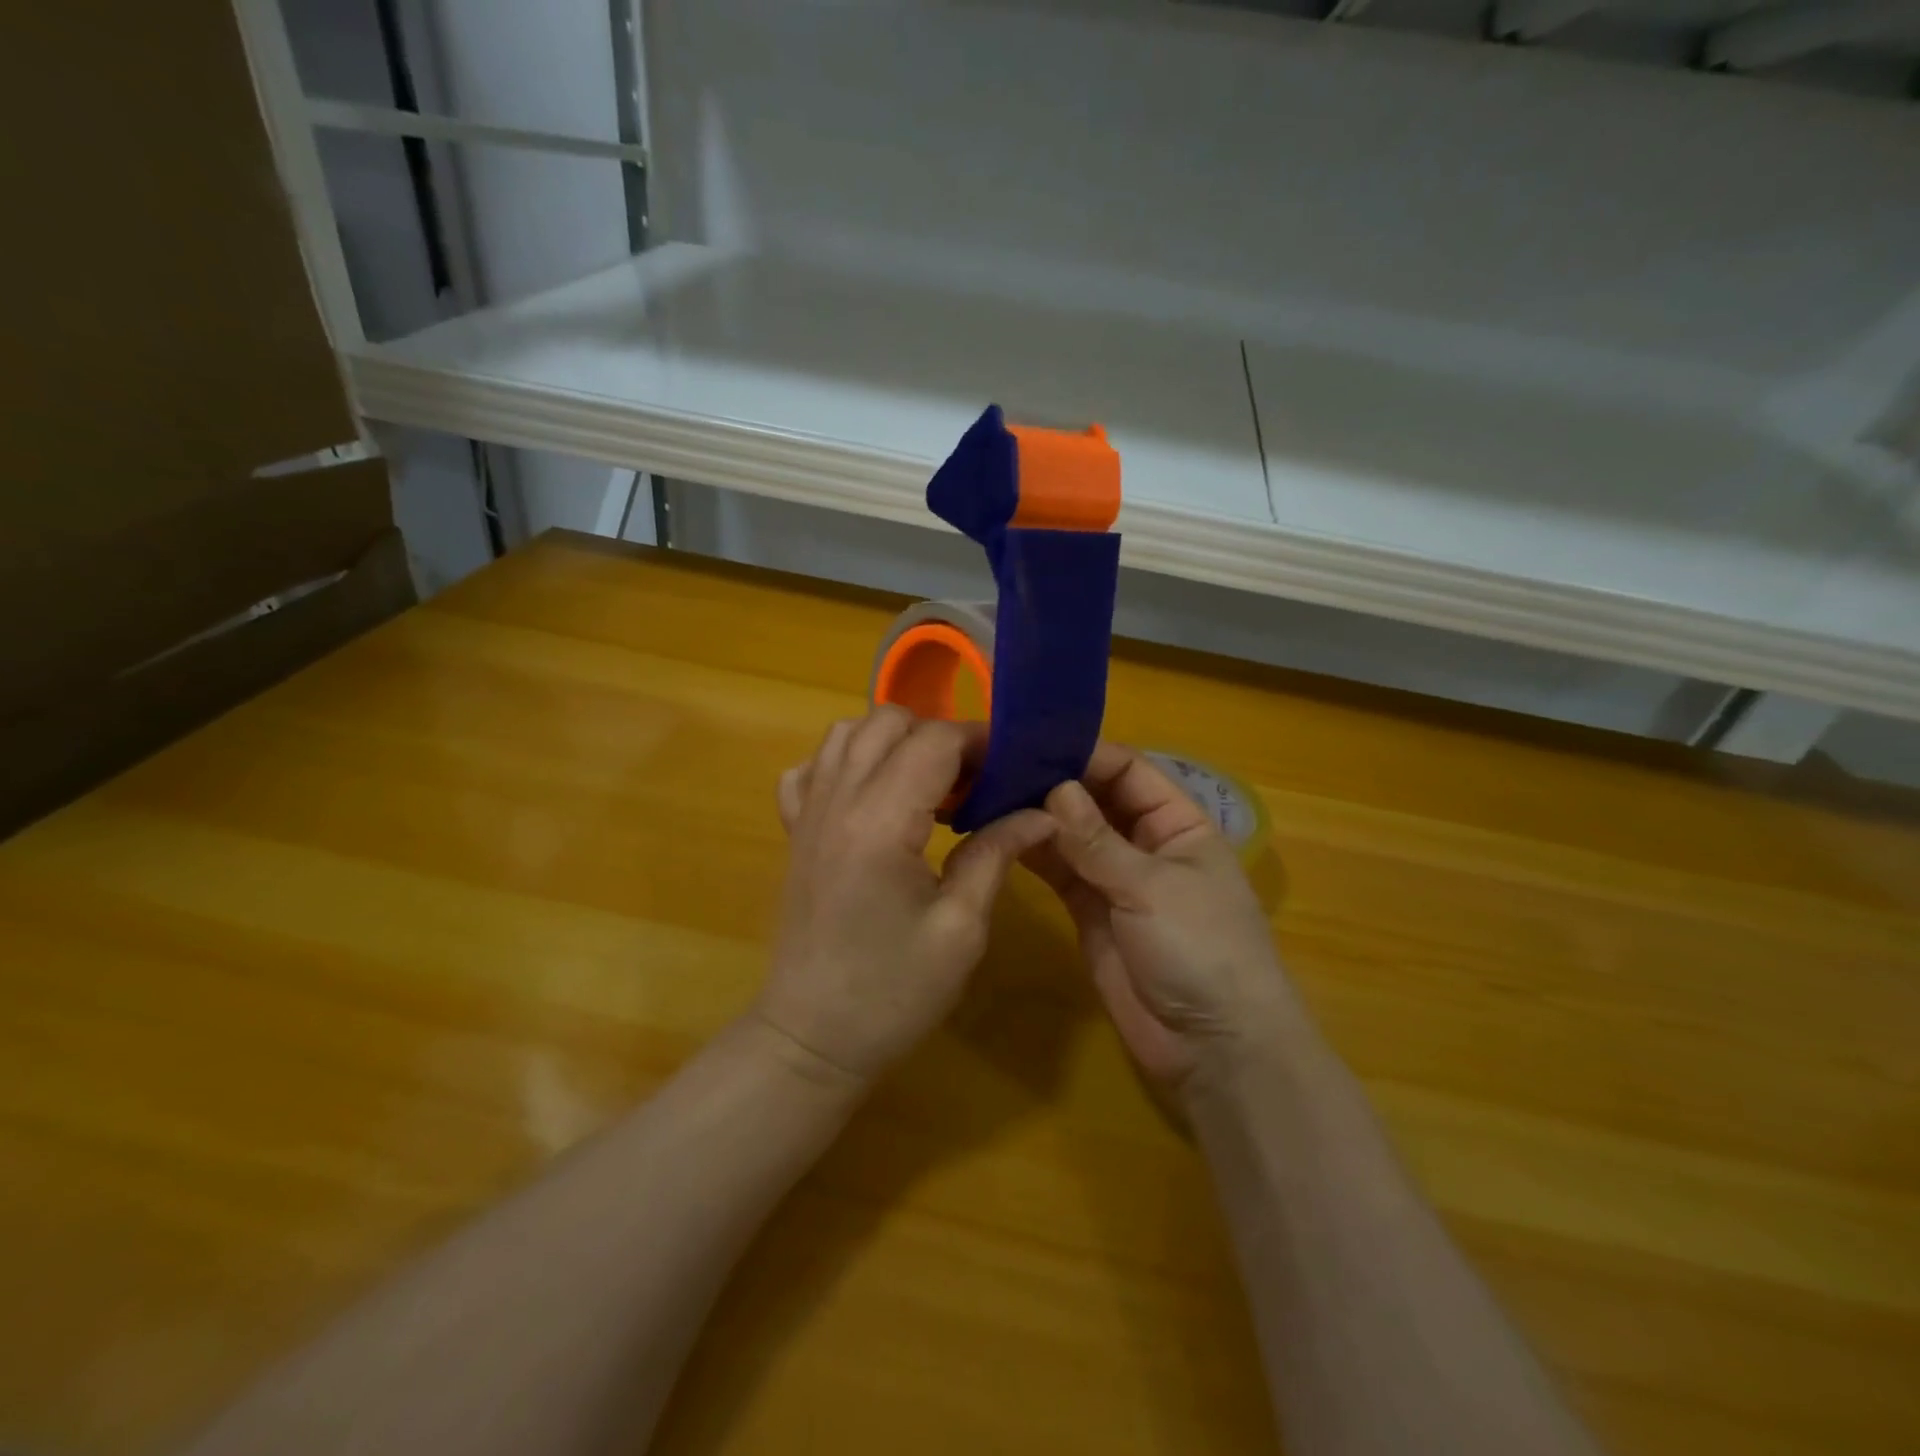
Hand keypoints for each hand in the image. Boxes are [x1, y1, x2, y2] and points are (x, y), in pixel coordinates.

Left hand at [758, 706, 1054, 1086]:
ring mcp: (807, 814)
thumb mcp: (960, 929)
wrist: (811, 1038)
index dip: (980, 742)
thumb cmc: (892, 994)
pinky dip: (843, 762)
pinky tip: (870, 795)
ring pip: (845, 734)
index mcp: (880, 822)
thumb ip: (995, 855)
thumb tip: (1042, 813)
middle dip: (938, 735)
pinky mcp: (794, 832)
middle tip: (972, 780)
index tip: (1012, 765)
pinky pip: (810, 769)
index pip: (934, 741)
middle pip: (886, 720)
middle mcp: (837, 801)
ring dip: (892, 740)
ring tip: (927, 783)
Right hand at [1026, 743, 1297, 1093]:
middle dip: (1055, 783)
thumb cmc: (1201, 949)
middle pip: (1096, 799)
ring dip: (1038, 818)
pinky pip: (1060, 873)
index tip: (1033, 743)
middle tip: (998, 766)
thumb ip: (1098, 841)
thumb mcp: (1152, 887)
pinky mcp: (1090, 912)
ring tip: (988, 794)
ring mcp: (1116, 879)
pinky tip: (999, 835)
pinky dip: (1034, 855)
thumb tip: (1056, 788)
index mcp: (1178, 823)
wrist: (1213, 1047)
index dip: (1086, 755)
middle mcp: (1146, 843)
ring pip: (1072, 836)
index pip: (1129, 770)